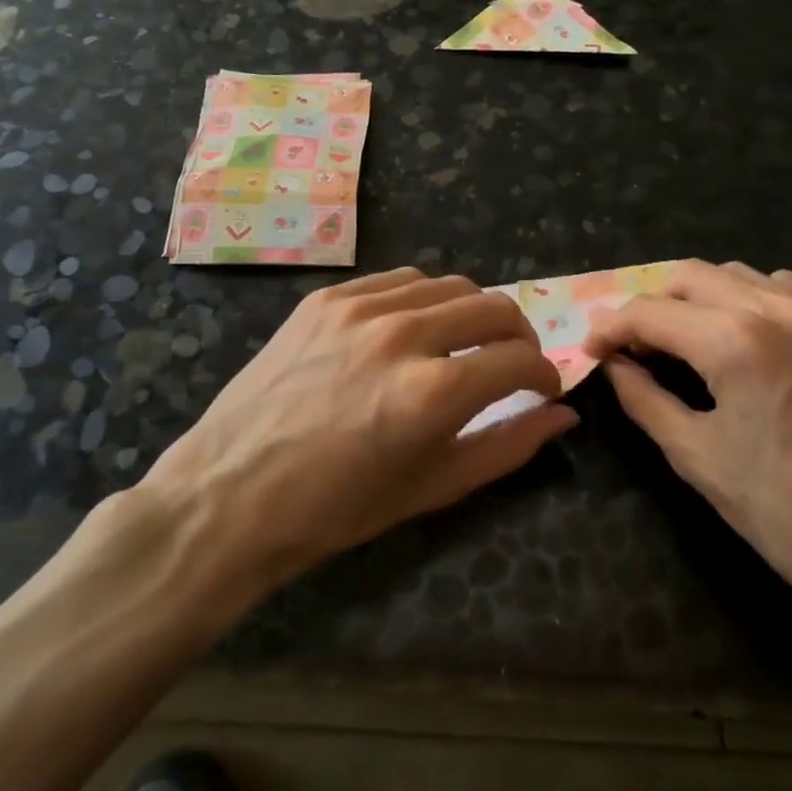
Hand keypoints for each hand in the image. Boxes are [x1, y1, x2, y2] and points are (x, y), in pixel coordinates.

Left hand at [147, 268, 575, 589]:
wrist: (228, 495)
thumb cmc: (334, 510)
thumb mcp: (431, 488)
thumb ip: (507, 446)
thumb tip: (564, 415)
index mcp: (433, 392)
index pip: (520, 360)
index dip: (545, 375)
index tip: (543, 389)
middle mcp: (403, 335)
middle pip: (495, 307)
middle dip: (520, 336)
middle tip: (513, 364)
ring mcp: (360, 308)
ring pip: (450, 285)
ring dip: (474, 313)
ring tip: (464, 345)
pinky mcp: (326, 298)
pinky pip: (398, 280)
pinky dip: (424, 300)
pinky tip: (414, 329)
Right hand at [583, 260, 791, 609]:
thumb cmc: (780, 510)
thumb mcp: (694, 455)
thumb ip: (643, 398)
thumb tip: (614, 365)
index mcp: (734, 341)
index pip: (651, 312)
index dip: (611, 327)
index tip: (593, 350)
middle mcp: (775, 310)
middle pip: (689, 277)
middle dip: (650, 305)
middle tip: (633, 347)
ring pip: (735, 274)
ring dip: (696, 298)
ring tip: (682, 340)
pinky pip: (781, 289)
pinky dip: (745, 299)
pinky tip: (740, 338)